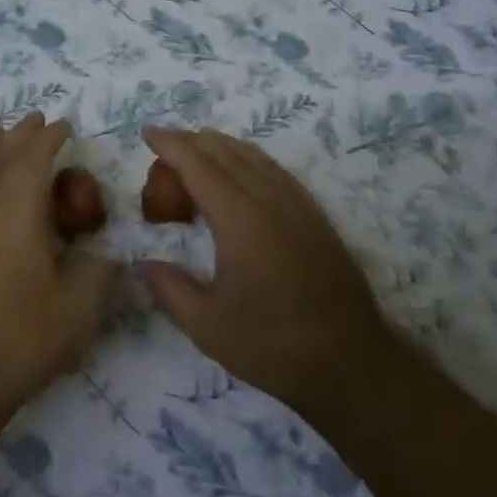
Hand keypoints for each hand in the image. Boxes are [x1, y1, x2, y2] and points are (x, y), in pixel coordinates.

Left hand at [0, 114, 117, 426]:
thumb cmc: (17, 341)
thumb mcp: (78, 313)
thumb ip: (99, 275)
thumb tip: (107, 256)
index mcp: (16, 210)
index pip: (35, 156)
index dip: (52, 137)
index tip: (66, 124)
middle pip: (0, 155)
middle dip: (22, 134)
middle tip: (38, 120)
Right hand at [139, 127, 388, 427]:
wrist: (352, 364)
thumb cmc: (274, 345)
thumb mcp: (207, 326)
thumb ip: (169, 288)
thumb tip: (143, 263)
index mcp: (240, 219)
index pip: (198, 165)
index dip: (170, 144)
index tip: (147, 132)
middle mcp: (270, 200)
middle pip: (225, 152)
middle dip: (191, 141)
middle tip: (164, 149)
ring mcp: (298, 205)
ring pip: (253, 156)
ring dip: (220, 146)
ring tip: (196, 150)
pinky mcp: (315, 217)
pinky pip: (275, 170)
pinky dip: (248, 159)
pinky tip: (241, 173)